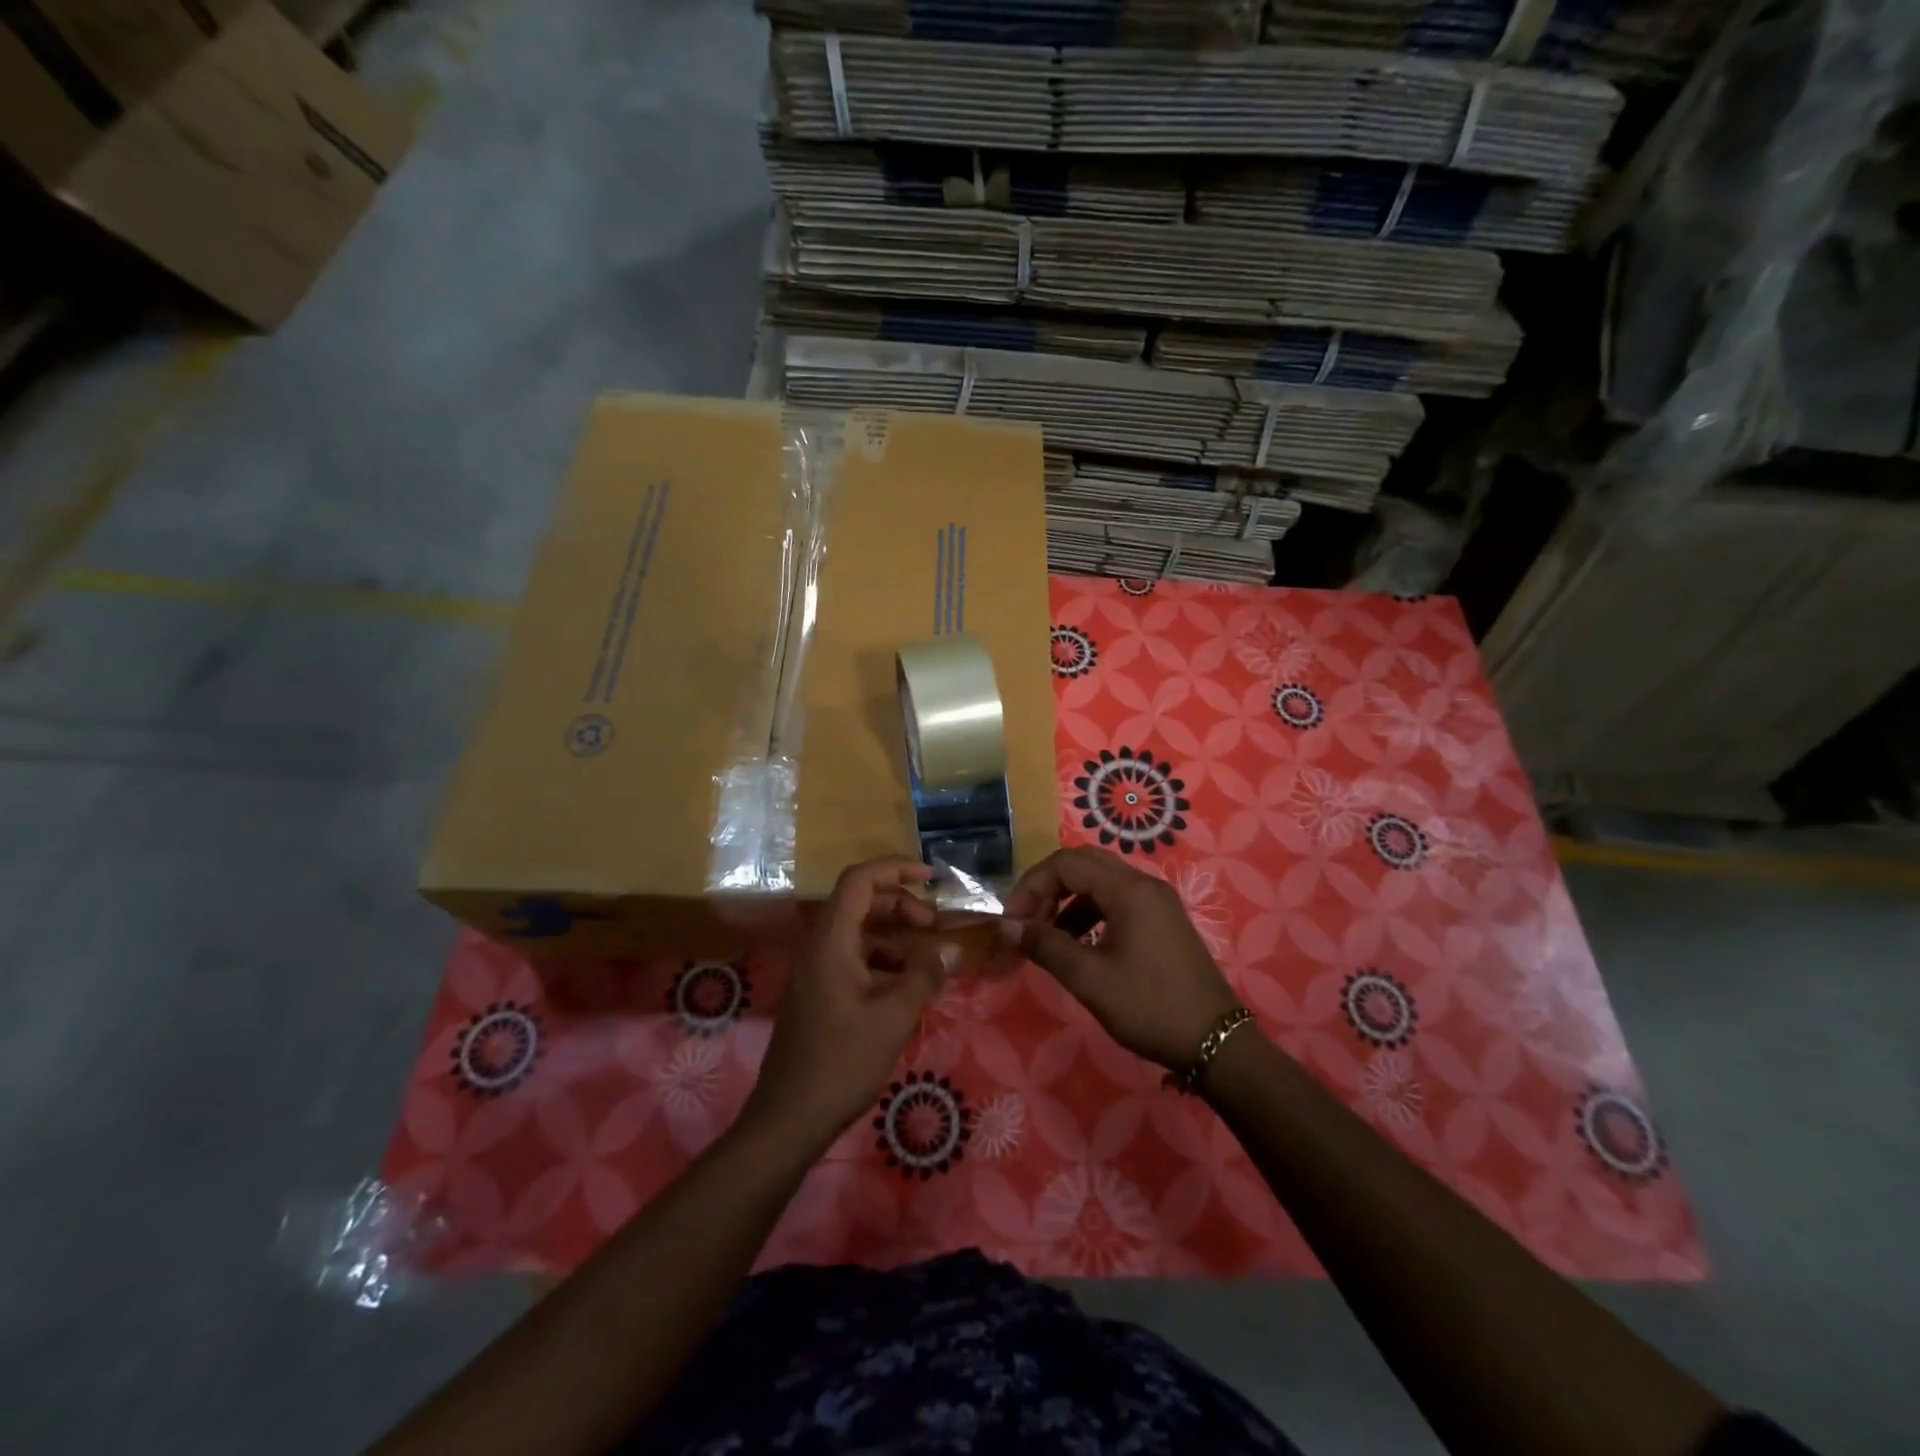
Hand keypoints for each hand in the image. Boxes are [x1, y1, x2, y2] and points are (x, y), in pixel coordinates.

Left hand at [743, 859, 957, 1150]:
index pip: (860, 880)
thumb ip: (925, 974)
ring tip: (928, 959)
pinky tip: (907, 986)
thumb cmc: (842, 1061)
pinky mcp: (819, 992)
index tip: (933, 877)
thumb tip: (953, 946)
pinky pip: (854, 958)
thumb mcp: (894, 1016)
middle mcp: (819, 946)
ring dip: (895, 936)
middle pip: (861, 902)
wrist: (789, 1118)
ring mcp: (816, 970)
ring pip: (860, 932)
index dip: (896, 868)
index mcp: (831, 940)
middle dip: (902, 906)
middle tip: (935, 927)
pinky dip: (883, 961)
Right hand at [1001, 847, 1241, 1070]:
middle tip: (1027, 921)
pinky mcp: (1162, 920)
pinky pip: (1117, 900)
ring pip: (1100, 882)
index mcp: (1128, 890)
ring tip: (1048, 938)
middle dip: (1048, 887)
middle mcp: (1144, 884)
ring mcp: (1157, 901)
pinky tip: (1078, 944)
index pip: (1066, 863)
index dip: (1032, 886)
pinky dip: (1090, 913)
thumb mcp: (1090, 979)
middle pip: (1084, 863)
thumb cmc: (1150, 1006)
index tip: (1013, 922)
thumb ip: (1045, 946)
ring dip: (1068, 900)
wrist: (1217, 1042)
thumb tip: (1006, 926)